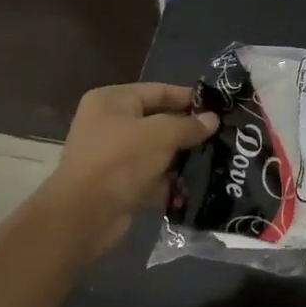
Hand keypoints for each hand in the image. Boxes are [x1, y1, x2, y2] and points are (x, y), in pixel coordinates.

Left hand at [34, 83, 218, 253]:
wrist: (84, 216)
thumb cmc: (121, 161)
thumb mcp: (161, 135)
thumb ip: (189, 125)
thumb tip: (212, 119)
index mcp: (112, 101)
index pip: (157, 90)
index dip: (188, 97)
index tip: (218, 107)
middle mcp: (109, 124)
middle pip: (158, 121)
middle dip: (188, 130)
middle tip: (221, 134)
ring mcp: (113, 156)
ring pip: (156, 151)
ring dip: (182, 157)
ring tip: (216, 159)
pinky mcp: (118, 185)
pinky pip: (151, 177)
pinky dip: (170, 181)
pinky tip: (199, 184)